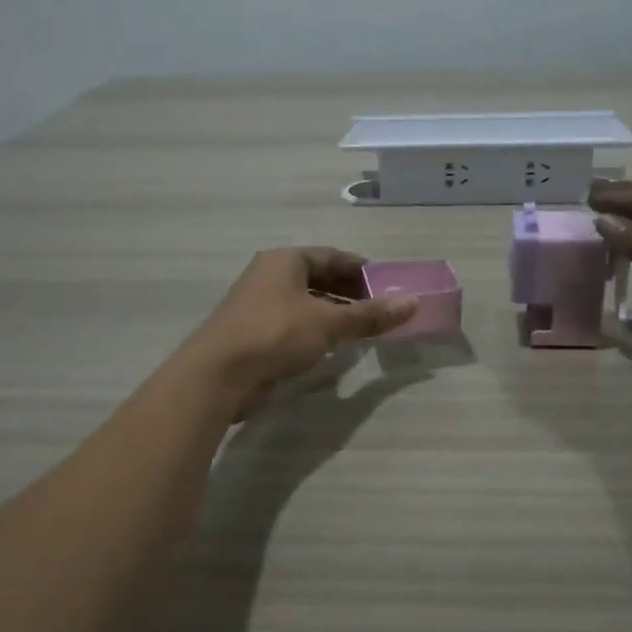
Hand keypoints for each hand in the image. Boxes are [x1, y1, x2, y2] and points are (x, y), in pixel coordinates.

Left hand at [181, 248, 416, 412]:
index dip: (362, 269)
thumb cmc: (275, 335)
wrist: (218, 375)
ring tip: (362, 329)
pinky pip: (293, 324)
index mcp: (285, 261)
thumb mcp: (329, 323)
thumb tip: (414, 302)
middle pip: (318, 278)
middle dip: (350, 293)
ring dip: (334, 313)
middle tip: (380, 309)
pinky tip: (332, 347)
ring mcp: (258, 305)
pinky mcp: (254, 333)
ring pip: (305, 303)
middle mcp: (269, 276)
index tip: (388, 284)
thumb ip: (370, 314)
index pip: (332, 256)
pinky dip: (315, 330)